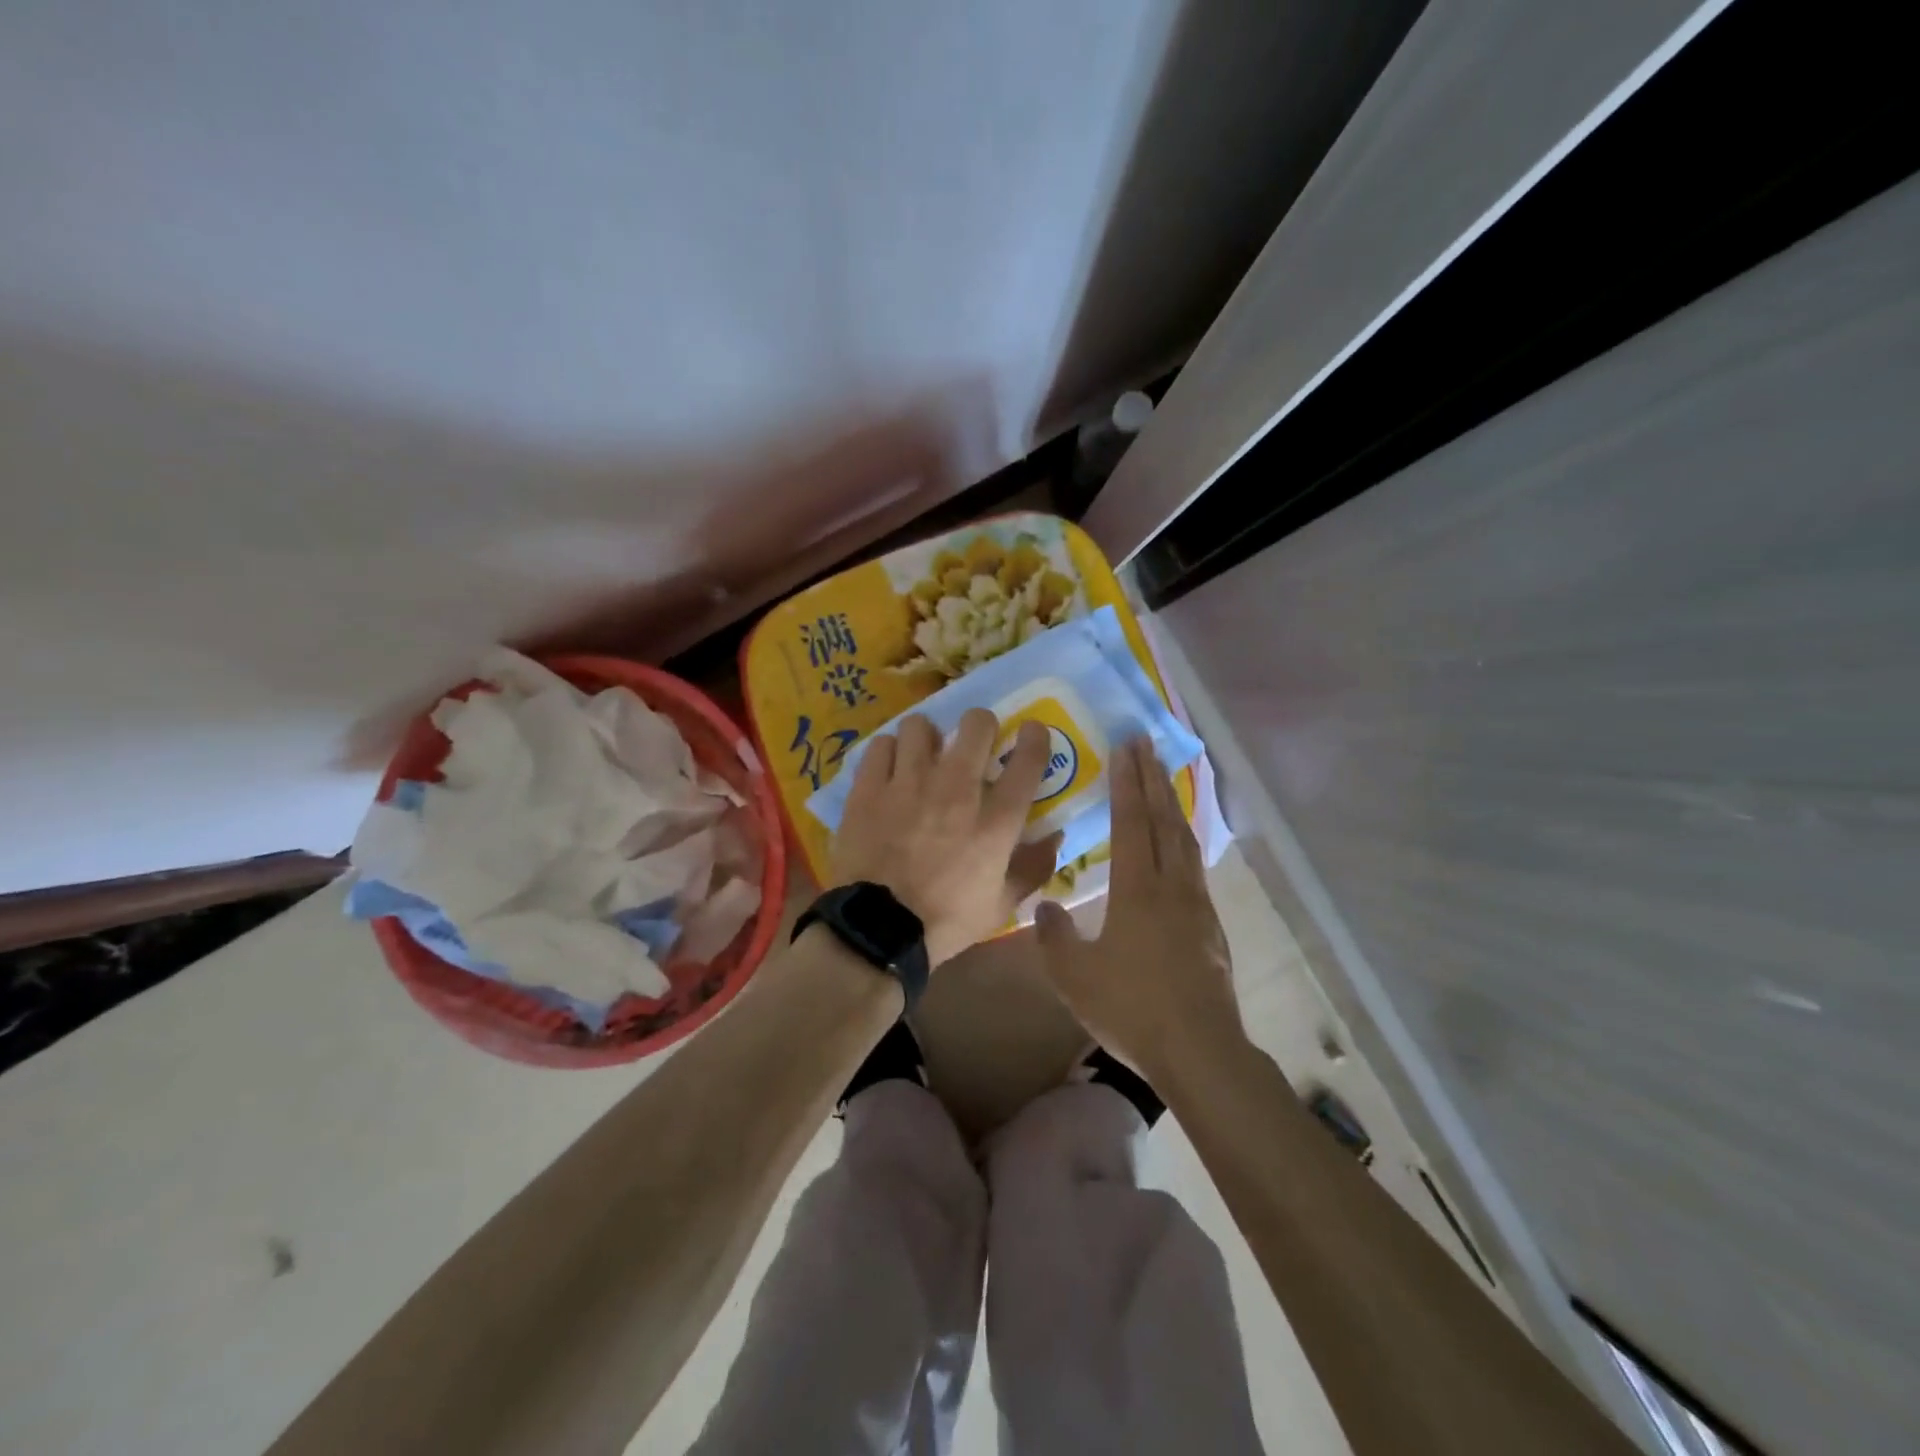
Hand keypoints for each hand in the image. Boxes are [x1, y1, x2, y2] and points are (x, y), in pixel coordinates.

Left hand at [829, 711, 1063, 967]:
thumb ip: (1033, 866)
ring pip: (921, 725)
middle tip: (973, 743)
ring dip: (928, 737)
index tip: (1031, 732)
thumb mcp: (1002, 904)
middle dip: (980, 726)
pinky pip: (881, 745)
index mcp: (995, 820)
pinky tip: (890, 769)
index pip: (1027, 759)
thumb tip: (1055, 836)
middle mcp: (956, 789)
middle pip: (976, 724)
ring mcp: (908, 783)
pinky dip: (889, 752)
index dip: (1034, 737)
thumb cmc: (946, 920)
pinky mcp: (869, 787)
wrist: (878, 930)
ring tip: (923, 755)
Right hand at [1035, 738, 1242, 1081]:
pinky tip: (1181, 845)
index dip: (1127, 783)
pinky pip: (1196, 866)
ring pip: (1186, 840)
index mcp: (1138, 890)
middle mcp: (1172, 886)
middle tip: (1146, 743)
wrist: (1200, 1050)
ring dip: (1173, 804)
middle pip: (1164, 820)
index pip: (1132, 822)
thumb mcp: (1074, 976)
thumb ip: (1054, 936)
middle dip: (1153, 778)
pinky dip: (1185, 839)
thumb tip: (1049, 904)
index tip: (1126, 747)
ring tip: (1165, 778)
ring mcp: (1198, 905)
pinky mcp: (1212, 926)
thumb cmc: (1131, 1008)